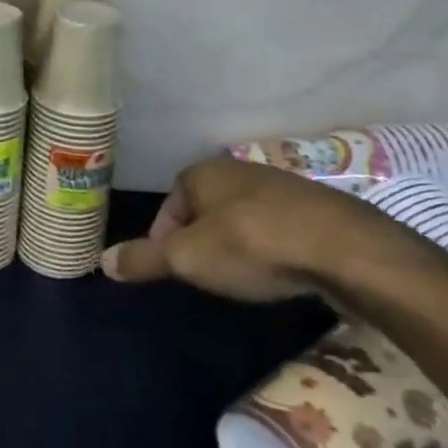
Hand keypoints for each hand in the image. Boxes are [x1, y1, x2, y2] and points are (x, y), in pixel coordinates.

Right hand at [100, 155, 401, 300]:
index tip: (173, 270)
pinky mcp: (318, 207)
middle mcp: (238, 170)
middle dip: (201, 240)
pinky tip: (282, 271)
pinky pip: (279, 226)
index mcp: (201, 173)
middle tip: (206, 276)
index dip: (164, 240)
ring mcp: (281, 185)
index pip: (169, 206)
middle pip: (205, 210)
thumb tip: (102, 261)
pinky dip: (273, 246)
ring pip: (243, 216)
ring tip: (244, 277)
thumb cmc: (251, 246)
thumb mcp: (187, 259)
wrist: (345, 249)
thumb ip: (144, 259)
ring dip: (238, 243)